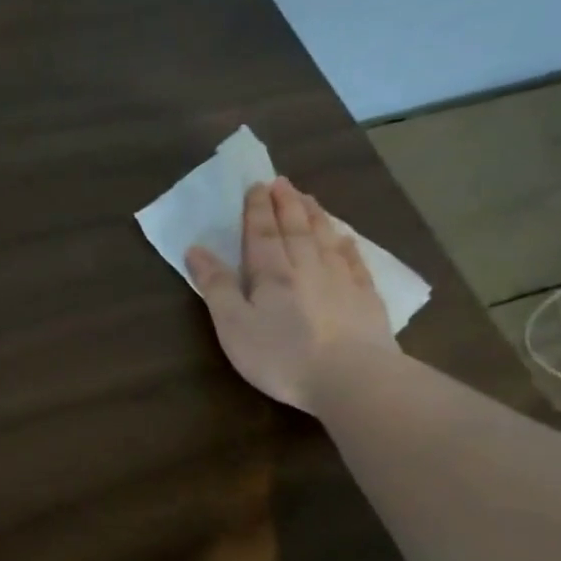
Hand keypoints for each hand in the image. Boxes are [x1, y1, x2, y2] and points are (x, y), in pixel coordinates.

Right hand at [185, 176, 395, 412]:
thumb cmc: (281, 355)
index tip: (256, 186)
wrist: (352, 378)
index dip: (257, 209)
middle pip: (296, 228)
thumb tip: (196, 249)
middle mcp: (307, 267)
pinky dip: (346, 244)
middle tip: (281, 182)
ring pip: (325, 238)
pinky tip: (344, 237)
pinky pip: (354, 260)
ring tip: (308, 198)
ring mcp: (341, 280)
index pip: (261, 233)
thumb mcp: (232, 325)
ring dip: (315, 216)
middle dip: (286, 204)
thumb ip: (216, 286)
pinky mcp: (365, 298)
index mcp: (271, 273)